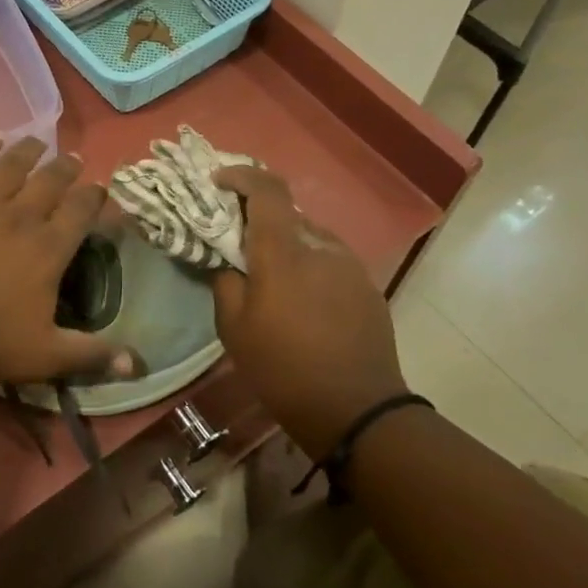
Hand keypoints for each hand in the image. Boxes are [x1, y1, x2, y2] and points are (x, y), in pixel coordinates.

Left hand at [0, 137, 134, 388]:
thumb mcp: (46, 357)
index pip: (82, 210)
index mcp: (49, 249)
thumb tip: (139, 365)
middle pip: (51, 180)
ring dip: (28, 150)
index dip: (95, 196)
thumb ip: (93, 355)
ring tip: (36, 142)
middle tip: (73, 160)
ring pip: (11, 165)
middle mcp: (20, 217)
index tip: (100, 191)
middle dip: (67, 167)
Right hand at [211, 165, 406, 458]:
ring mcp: (350, 266)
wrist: (357, 410)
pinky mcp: (367, 287)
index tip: (219, 183)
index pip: (266, 188)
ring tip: (274, 283)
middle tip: (241, 247)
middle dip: (260, 221)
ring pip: (310, 239)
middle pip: (287, 215)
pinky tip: (305, 305)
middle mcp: (320, 246)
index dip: (241, 176)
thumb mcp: (233, 329)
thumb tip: (231, 265)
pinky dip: (311, 269)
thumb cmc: (283, 368)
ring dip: (288, 248)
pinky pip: (330, 263)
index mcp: (283, 251)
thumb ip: (226, 283)